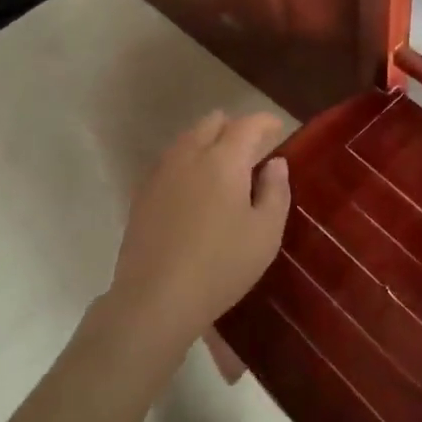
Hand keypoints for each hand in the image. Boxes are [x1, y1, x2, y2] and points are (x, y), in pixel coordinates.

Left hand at [107, 111, 290, 354]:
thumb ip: (276, 191)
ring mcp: (161, 171)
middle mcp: (189, 154)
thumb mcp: (266, 233)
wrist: (155, 298)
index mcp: (224, 159)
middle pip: (213, 122)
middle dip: (235, 128)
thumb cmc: (221, 265)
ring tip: (224, 170)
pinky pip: (170, 161)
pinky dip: (188, 162)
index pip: (248, 124)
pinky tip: (195, 190)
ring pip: (188, 138)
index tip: (278, 130)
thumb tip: (275, 162)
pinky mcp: (142, 192)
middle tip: (252, 152)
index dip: (266, 122)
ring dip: (209, 143)